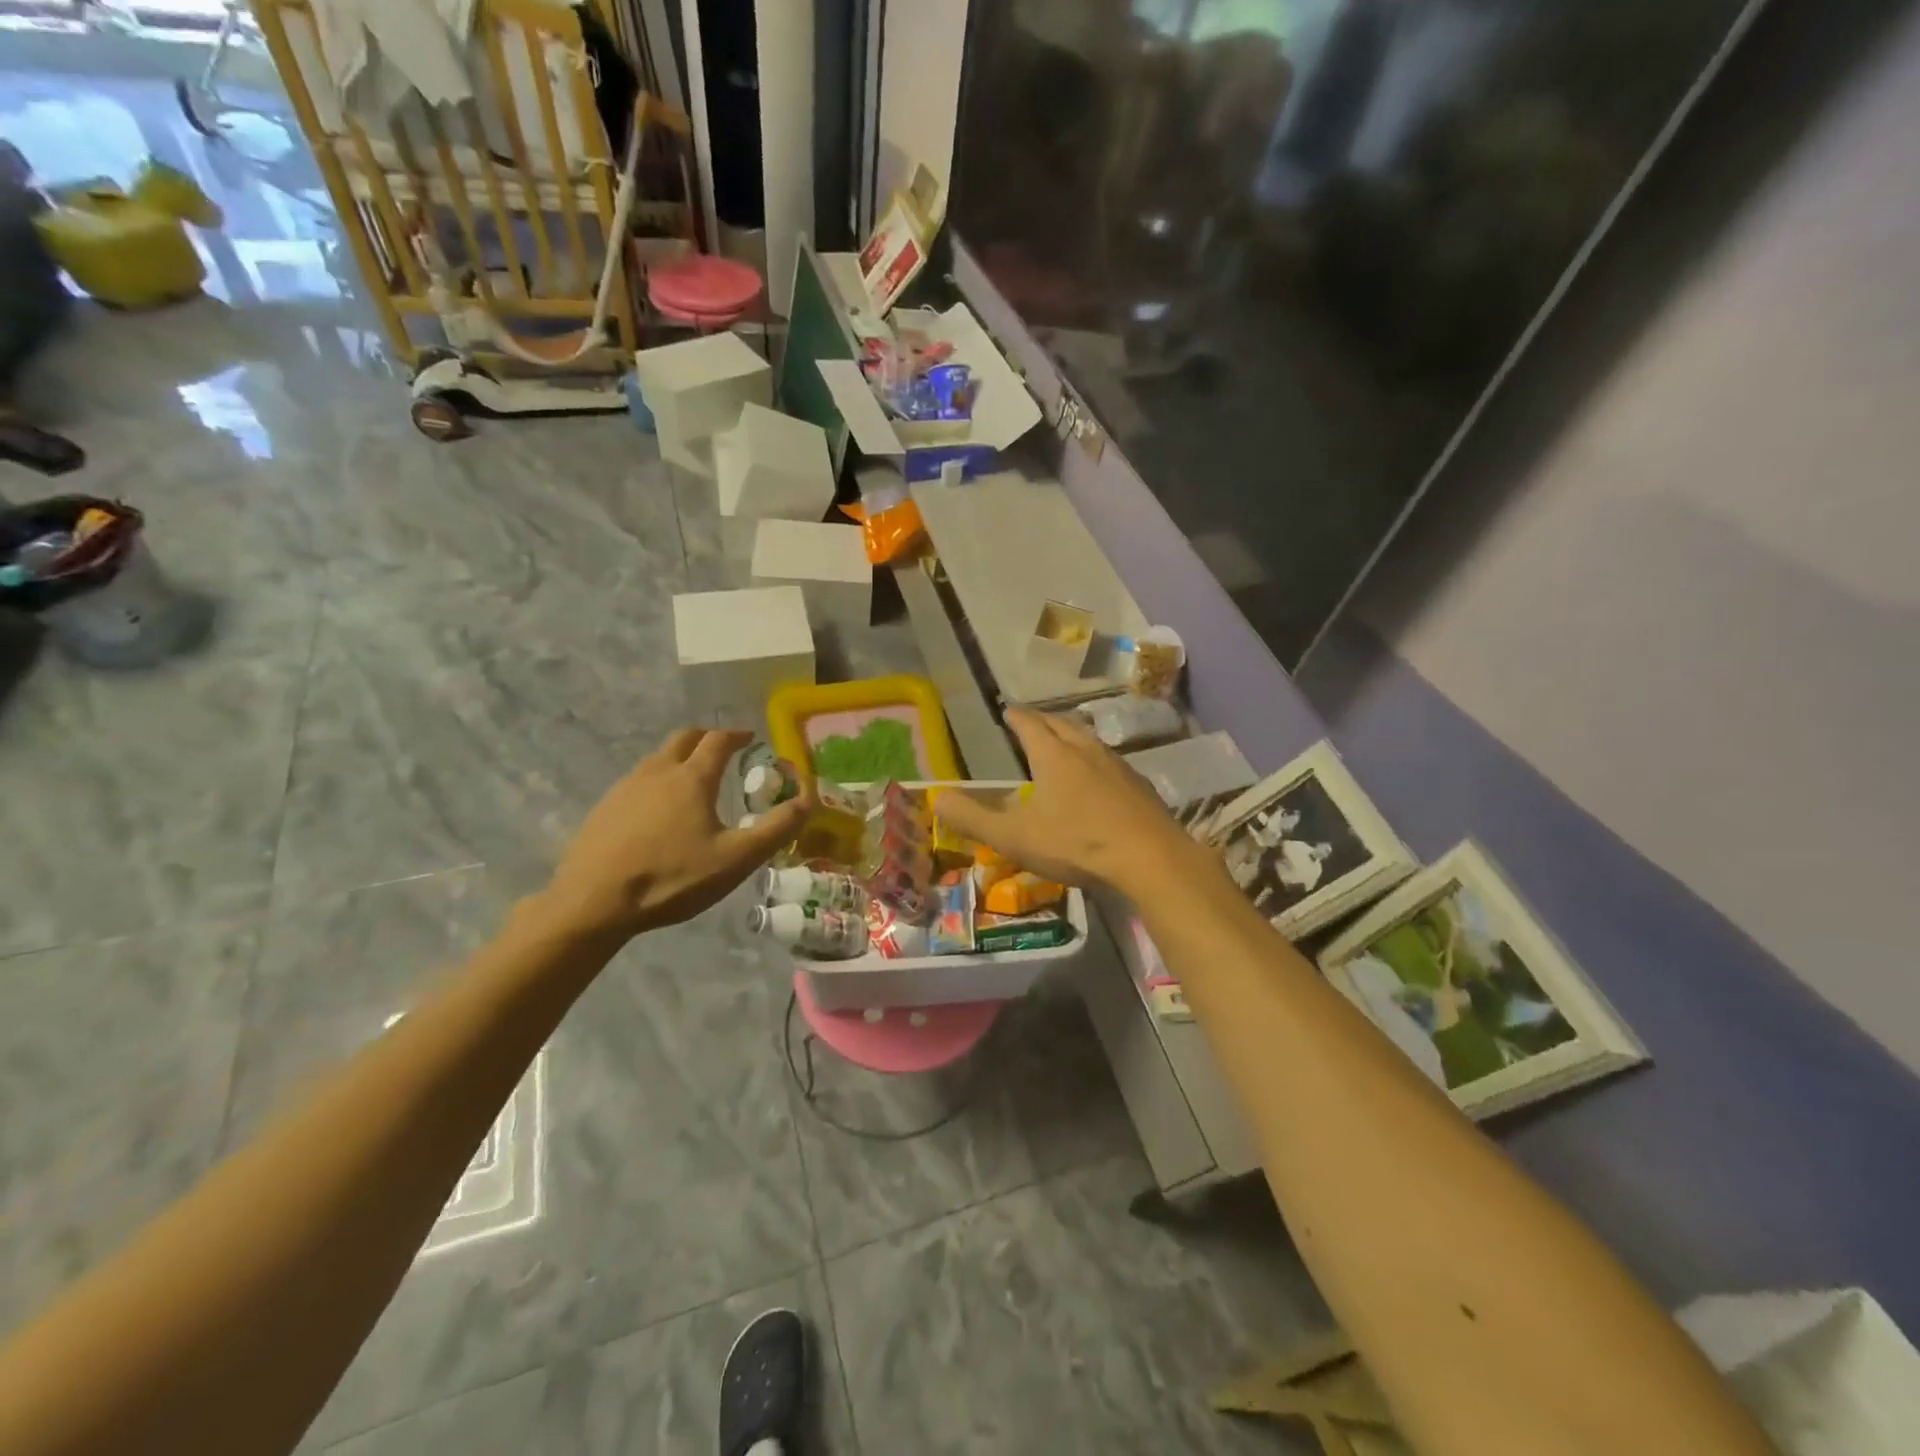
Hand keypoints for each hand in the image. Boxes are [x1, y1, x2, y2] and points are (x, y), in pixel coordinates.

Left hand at [542, 728, 810, 939]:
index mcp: (692, 778)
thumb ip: (775, 829)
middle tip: (723, 751)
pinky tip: (659, 811)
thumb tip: (808, 800)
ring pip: (657, 758)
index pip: (718, 740)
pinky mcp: (604, 808)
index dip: (737, 735)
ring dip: (680, 758)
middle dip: (707, 738)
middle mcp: (657, 772)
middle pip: (684, 738)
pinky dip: (657, 781)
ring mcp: (625, 788)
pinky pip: (638, 781)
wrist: (592, 903)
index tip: (751, 738)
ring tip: (693, 781)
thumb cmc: (671, 878)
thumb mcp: (735, 859)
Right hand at [935, 708, 1206, 897]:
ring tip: (1061, 742)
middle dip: (1042, 720)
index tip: (1007, 711)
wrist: (1149, 858)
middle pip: (1061, 724)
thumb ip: (973, 819)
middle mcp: (1086, 750)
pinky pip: (1109, 760)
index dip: (1015, 717)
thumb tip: (936, 799)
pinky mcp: (1138, 785)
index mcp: (1054, 755)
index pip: (1029, 725)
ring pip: (1088, 739)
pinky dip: (1093, 758)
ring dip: (1070, 735)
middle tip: (1030, 721)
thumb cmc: (1077, 843)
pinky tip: (1096, 776)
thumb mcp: (1015, 836)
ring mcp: (1117, 765)